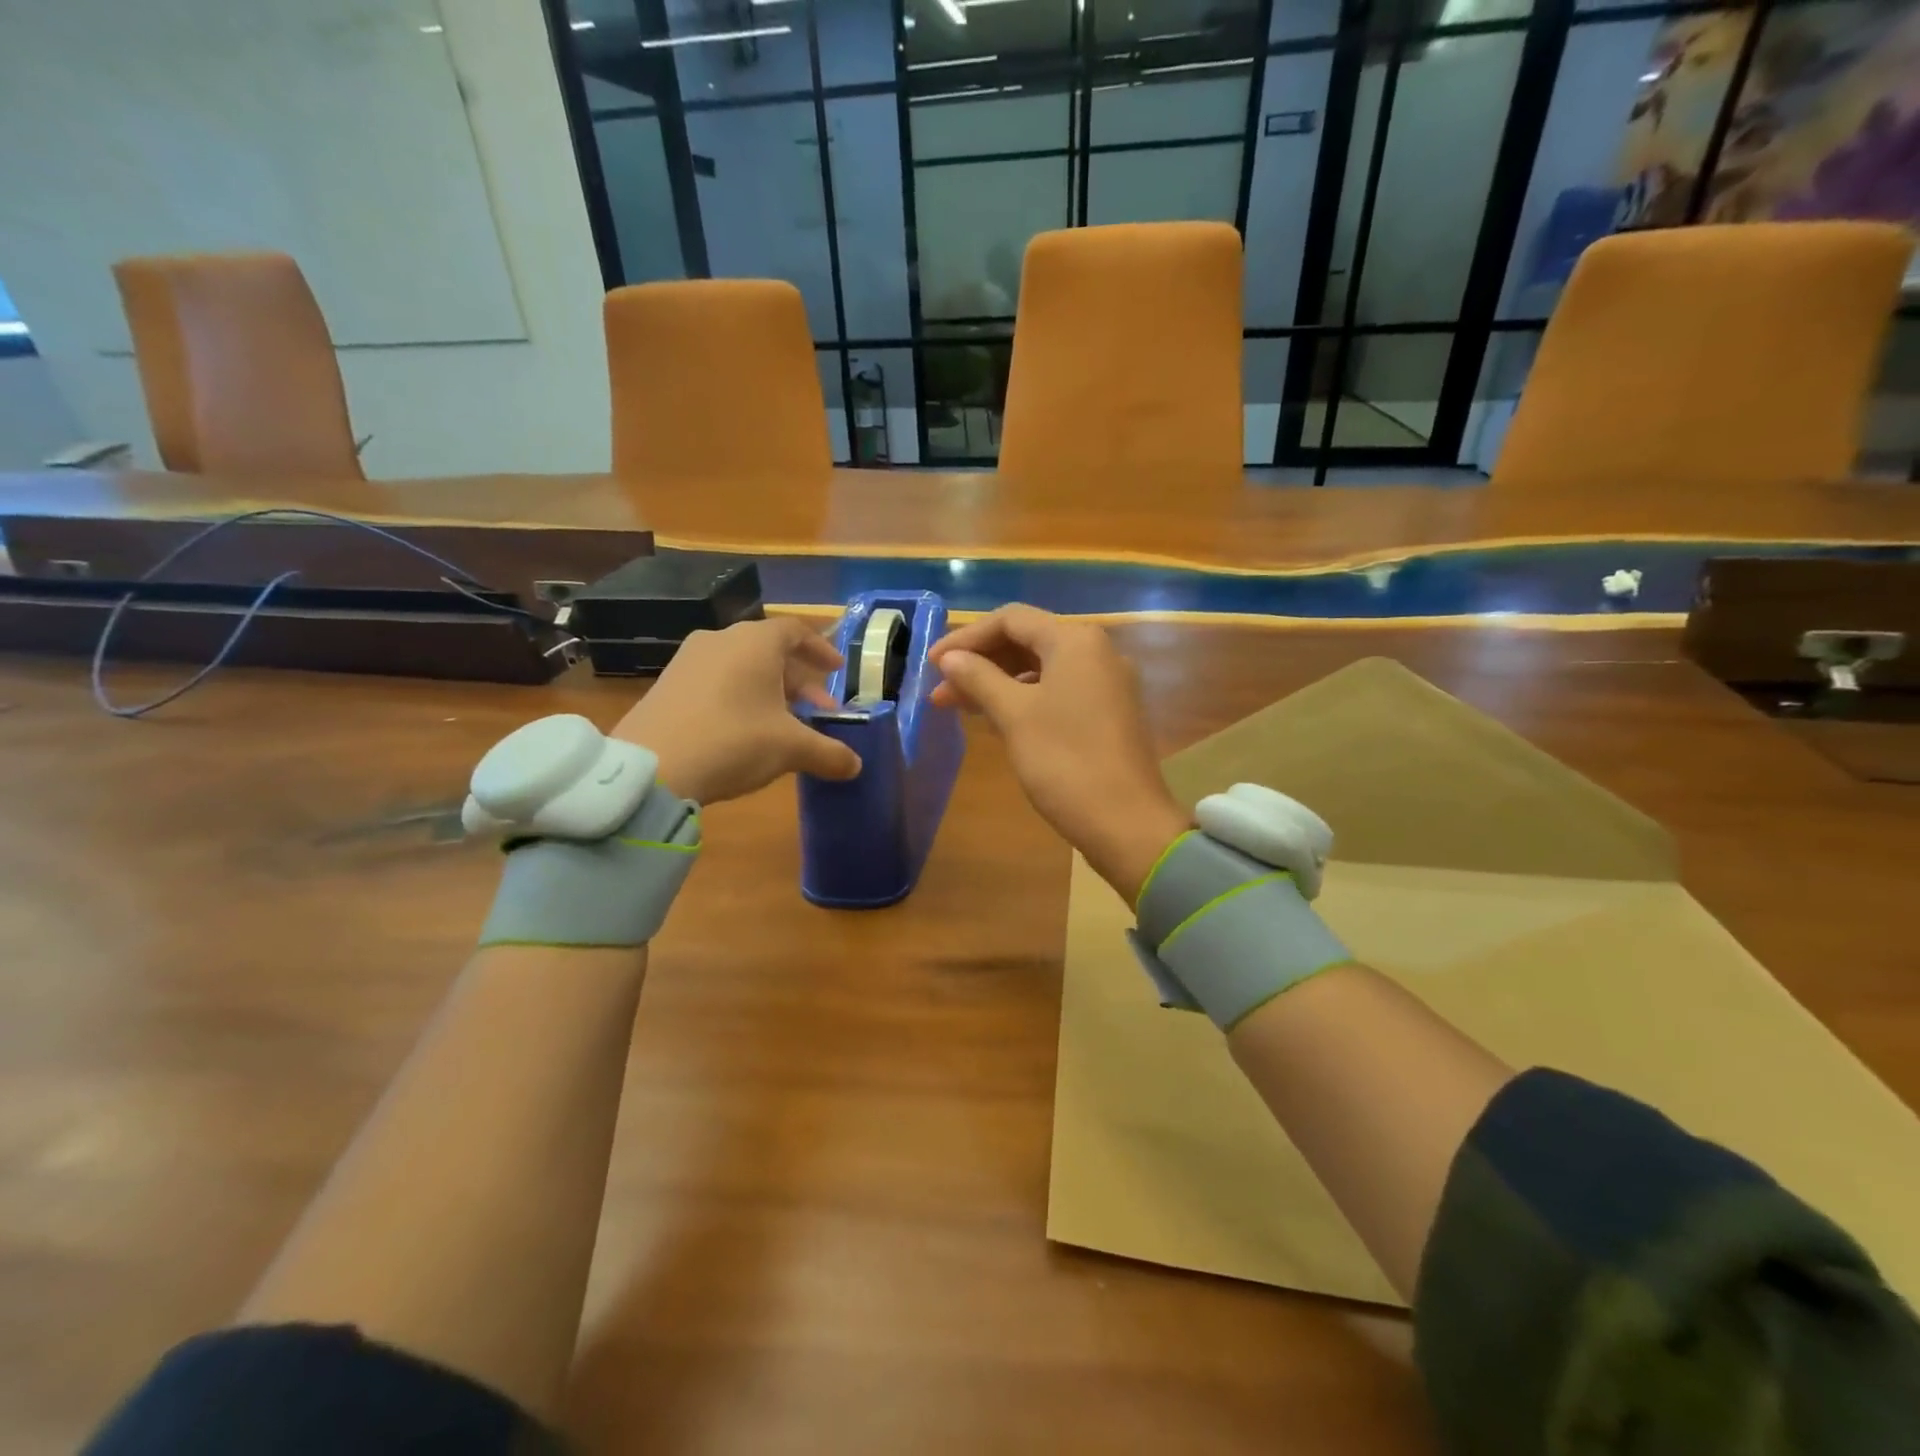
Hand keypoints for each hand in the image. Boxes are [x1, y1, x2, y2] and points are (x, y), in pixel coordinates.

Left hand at [613, 617, 861, 804]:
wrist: (650, 768)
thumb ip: (828, 753)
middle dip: (801, 682)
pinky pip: (717, 682)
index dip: (821, 648)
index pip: (795, 631)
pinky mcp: (667, 685)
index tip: (836, 670)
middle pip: (771, 652)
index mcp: (755, 642)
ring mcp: (688, 661)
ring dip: (771, 693)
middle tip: (820, 711)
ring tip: (787, 726)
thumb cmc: (733, 741)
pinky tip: (747, 733)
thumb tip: (856, 766)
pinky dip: (741, 699)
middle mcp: (721, 641)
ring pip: (743, 669)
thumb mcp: (790, 749)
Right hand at [929, 605, 1188, 903]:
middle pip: (1027, 641)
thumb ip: (979, 678)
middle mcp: (1095, 651)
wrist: (1126, 822)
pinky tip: (995, 720)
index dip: (966, 638)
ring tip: (959, 707)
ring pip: (1041, 668)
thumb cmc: (1064, 761)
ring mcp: (1106, 683)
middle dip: (980, 662)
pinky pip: (1058, 691)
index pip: (1010, 620)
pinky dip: (1023, 698)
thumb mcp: (1014, 715)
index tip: (932, 665)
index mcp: (1075, 640)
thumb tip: (949, 658)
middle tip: (941, 691)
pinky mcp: (1108, 712)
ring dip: (997, 682)